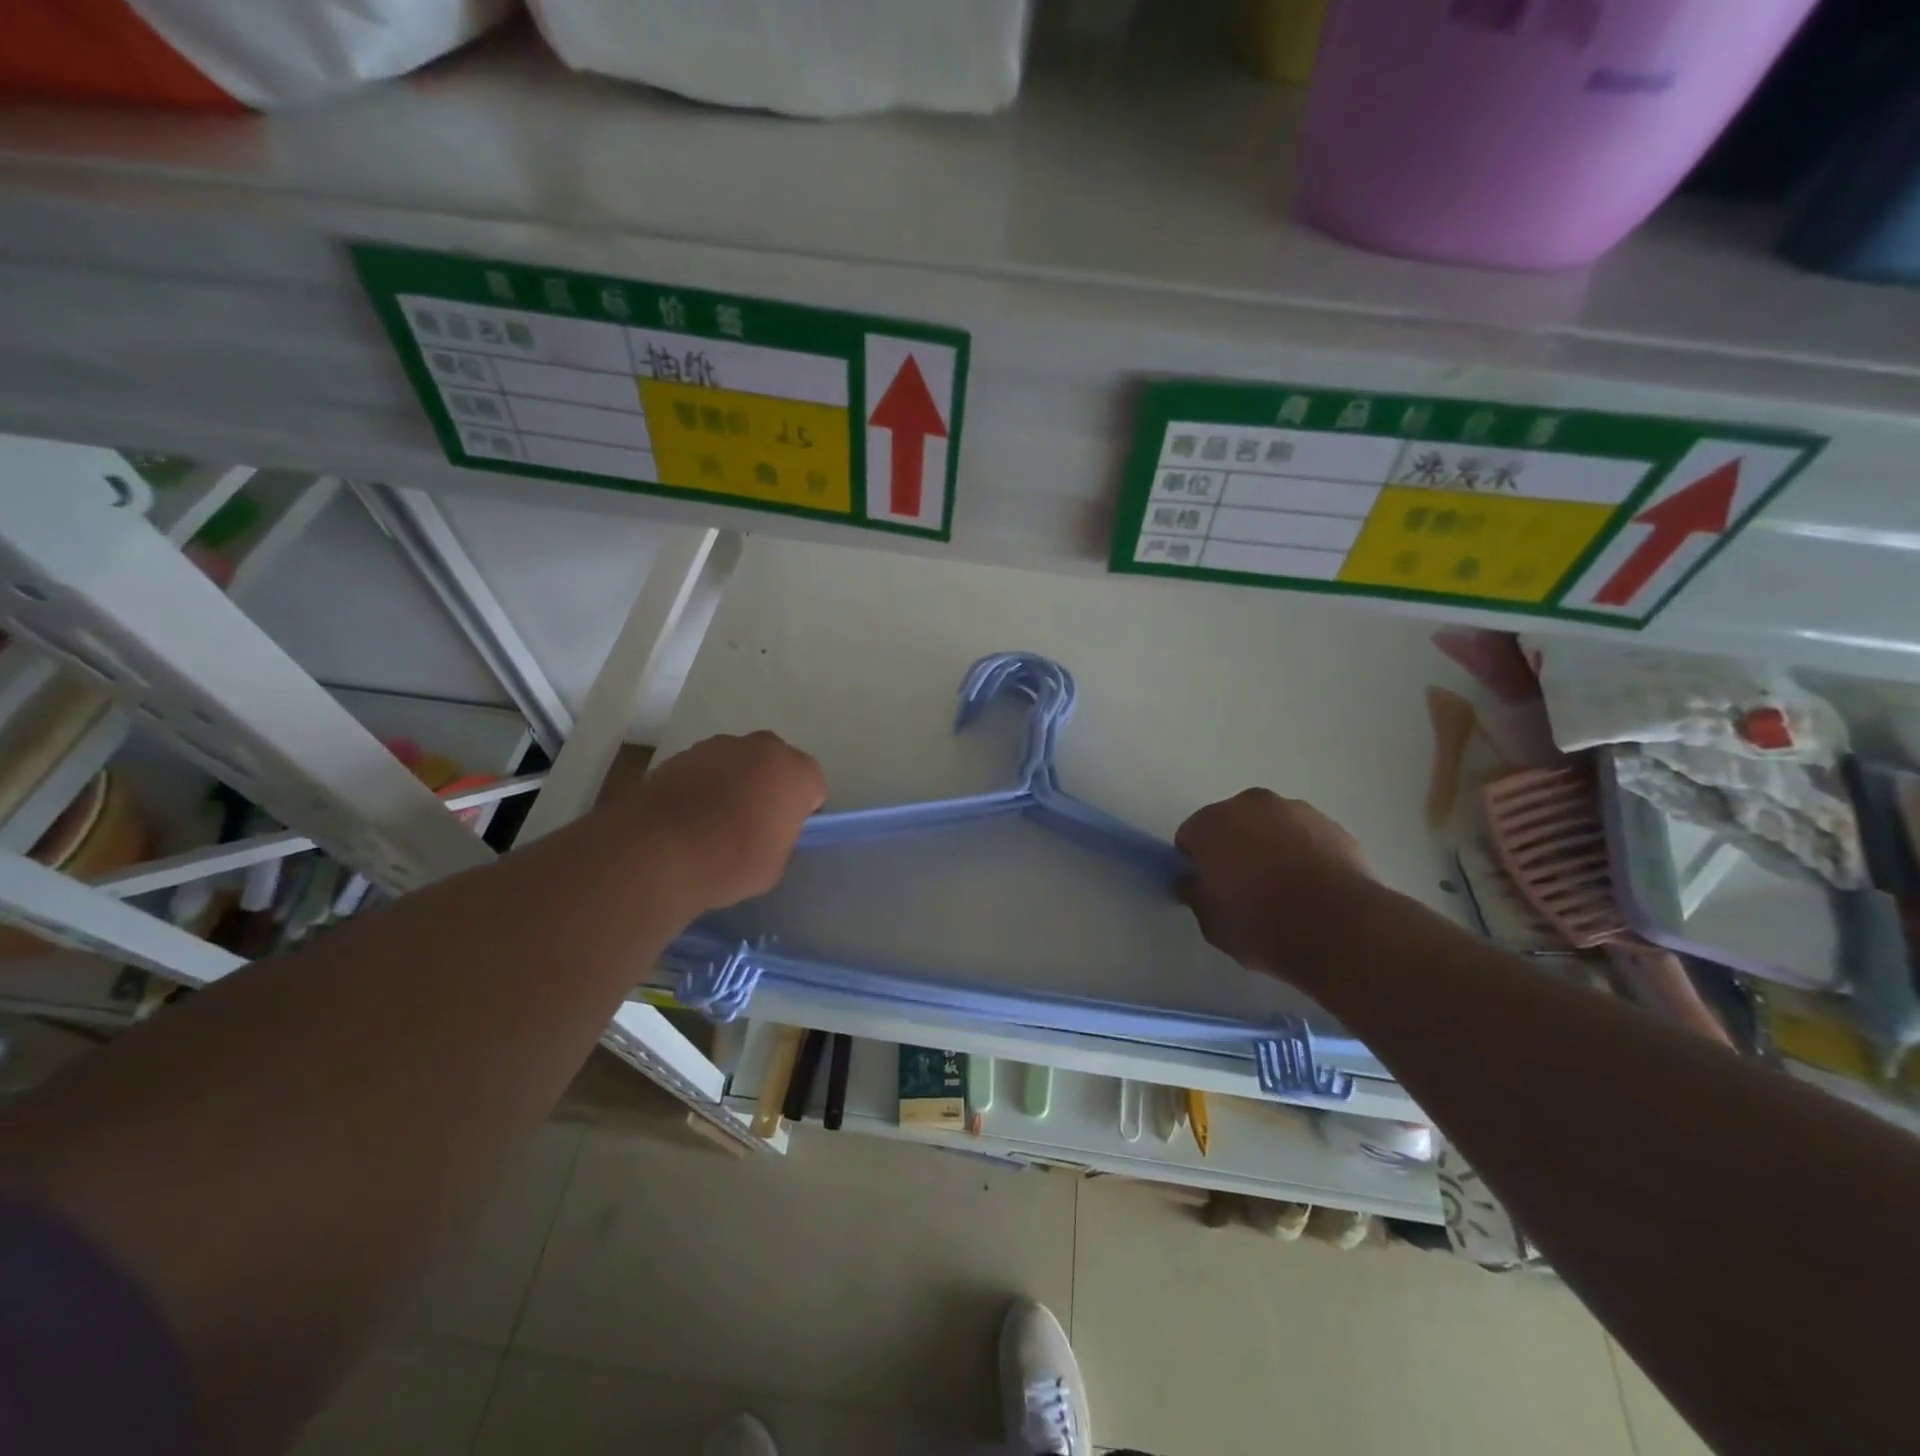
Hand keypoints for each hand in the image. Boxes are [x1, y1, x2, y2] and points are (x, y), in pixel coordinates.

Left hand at [626, 732, 825, 913]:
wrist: (659, 852)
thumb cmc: (732, 861)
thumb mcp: (776, 864)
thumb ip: (781, 838)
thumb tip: (768, 832)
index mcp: (798, 772)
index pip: (812, 787)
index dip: (799, 811)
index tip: (783, 833)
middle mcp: (764, 747)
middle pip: (775, 766)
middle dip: (768, 787)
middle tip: (752, 824)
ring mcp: (719, 745)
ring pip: (738, 763)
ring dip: (733, 783)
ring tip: (713, 822)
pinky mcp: (682, 753)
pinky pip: (705, 770)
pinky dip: (702, 786)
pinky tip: (687, 817)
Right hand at [1175, 789, 1374, 984]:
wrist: (1342, 928)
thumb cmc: (1263, 925)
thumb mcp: (1211, 922)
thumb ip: (1194, 895)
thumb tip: (1191, 882)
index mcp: (1212, 823)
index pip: (1190, 837)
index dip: (1195, 865)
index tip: (1208, 890)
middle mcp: (1251, 804)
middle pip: (1231, 824)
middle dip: (1232, 849)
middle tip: (1243, 889)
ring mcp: (1296, 811)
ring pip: (1270, 827)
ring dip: (1269, 847)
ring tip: (1284, 890)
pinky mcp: (1333, 825)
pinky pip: (1304, 837)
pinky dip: (1302, 854)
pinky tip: (1312, 888)